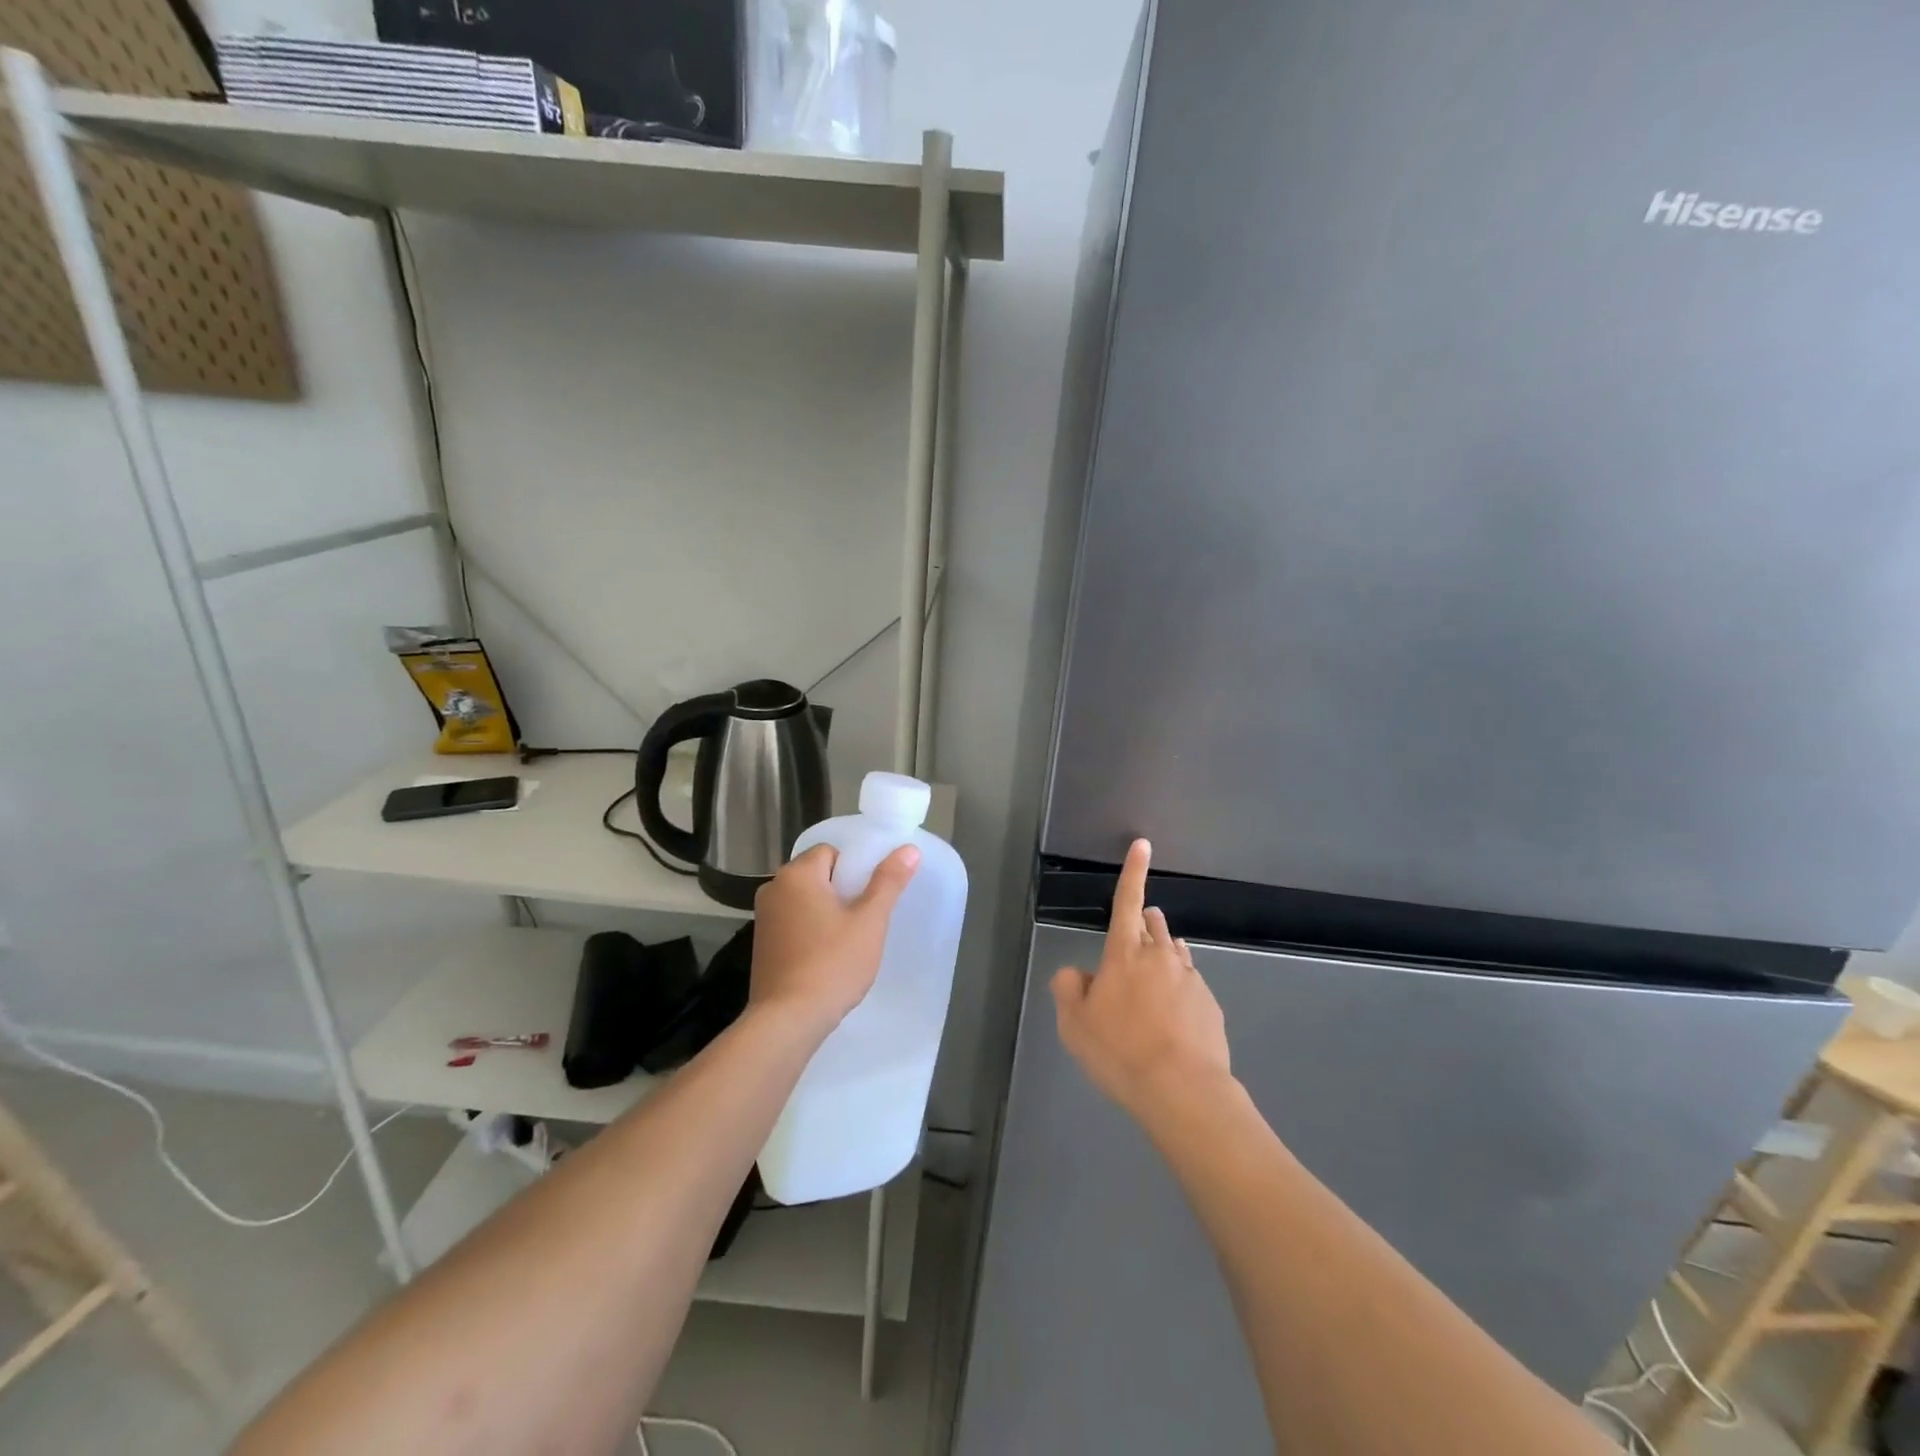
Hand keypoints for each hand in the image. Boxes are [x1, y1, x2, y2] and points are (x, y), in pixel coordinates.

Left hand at [749, 842, 920, 1035]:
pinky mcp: (761, 945)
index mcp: (797, 874)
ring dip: (826, 913)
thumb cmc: (832, 964)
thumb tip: (909, 849)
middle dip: (841, 893)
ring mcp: (763, 918)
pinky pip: (793, 923)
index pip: (831, 852)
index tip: (868, 898)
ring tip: (847, 943)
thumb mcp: (869, 921)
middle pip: (817, 875)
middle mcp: (773, 888)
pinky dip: (810, 932)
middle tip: (863, 922)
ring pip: (805, 901)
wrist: (788, 1020)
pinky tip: (825, 958)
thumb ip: (888, 881)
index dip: (854, 871)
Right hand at [1051, 838, 1230, 1121]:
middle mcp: (1161, 957)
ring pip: (1174, 954)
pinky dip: (1177, 993)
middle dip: (1144, 921)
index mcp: (1124, 954)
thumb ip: (1068, 988)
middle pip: (1153, 925)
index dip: (1133, 871)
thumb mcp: (1074, 1024)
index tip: (1143, 844)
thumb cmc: (1119, 1051)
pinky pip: (1190, 986)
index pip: (1127, 901)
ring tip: (1150, 986)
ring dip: (1161, 957)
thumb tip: (1078, 974)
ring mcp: (1190, 980)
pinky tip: (1171, 1023)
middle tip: (1133, 939)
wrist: (1182, 1091)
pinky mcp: (1210, 1006)